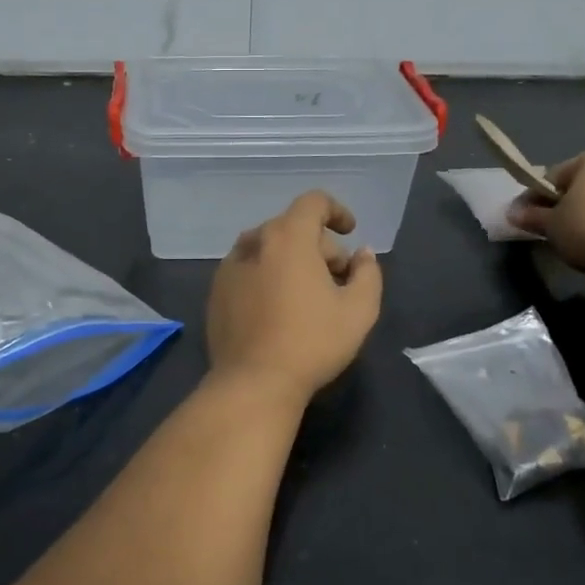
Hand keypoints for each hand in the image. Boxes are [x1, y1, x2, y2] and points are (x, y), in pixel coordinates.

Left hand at [207, 192, 383, 401]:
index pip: (313, 202)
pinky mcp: (216, 291)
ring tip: (308, 295)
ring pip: (268, 248)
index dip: (336, 211)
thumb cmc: (312, 342)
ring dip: (292, 260)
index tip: (350, 232)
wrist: (253, 382)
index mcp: (288, 238)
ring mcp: (229, 267)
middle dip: (320, 246)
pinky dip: (267, 275)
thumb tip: (362, 255)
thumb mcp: (359, 310)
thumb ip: (368, 273)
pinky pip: (249, 269)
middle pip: (292, 227)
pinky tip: (278, 308)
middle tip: (338, 280)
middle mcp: (254, 242)